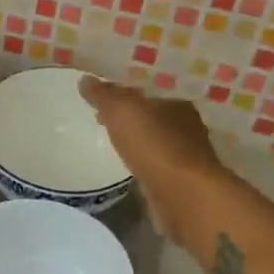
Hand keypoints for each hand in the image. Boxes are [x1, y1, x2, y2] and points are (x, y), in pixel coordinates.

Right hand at [79, 76, 227, 245]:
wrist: (183, 195)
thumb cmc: (154, 145)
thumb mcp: (121, 112)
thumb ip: (104, 95)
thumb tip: (85, 79)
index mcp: (178, 103)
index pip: (148, 92)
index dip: (123, 93)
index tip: (102, 99)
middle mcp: (187, 127)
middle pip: (152, 116)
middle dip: (130, 117)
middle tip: (102, 118)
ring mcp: (186, 156)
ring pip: (155, 141)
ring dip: (136, 141)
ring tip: (112, 143)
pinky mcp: (181, 181)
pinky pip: (156, 165)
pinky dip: (143, 162)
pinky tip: (130, 167)